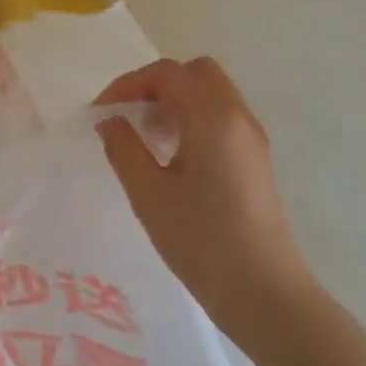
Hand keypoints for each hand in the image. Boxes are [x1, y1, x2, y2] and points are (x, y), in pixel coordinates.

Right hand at [96, 57, 315, 342]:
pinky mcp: (255, 161)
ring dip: (175, 103)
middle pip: (196, 74)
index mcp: (213, 116)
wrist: (264, 292)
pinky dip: (192, 120)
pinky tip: (170, 158)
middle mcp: (237, 117)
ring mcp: (251, 139)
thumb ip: (123, 148)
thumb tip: (109, 120)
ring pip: (210, 95)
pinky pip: (220, 119)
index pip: (168, 73)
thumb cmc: (202, 239)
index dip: (129, 84)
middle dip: (156, 86)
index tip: (101, 112)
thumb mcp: (148, 193)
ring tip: (144, 138)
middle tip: (129, 116)